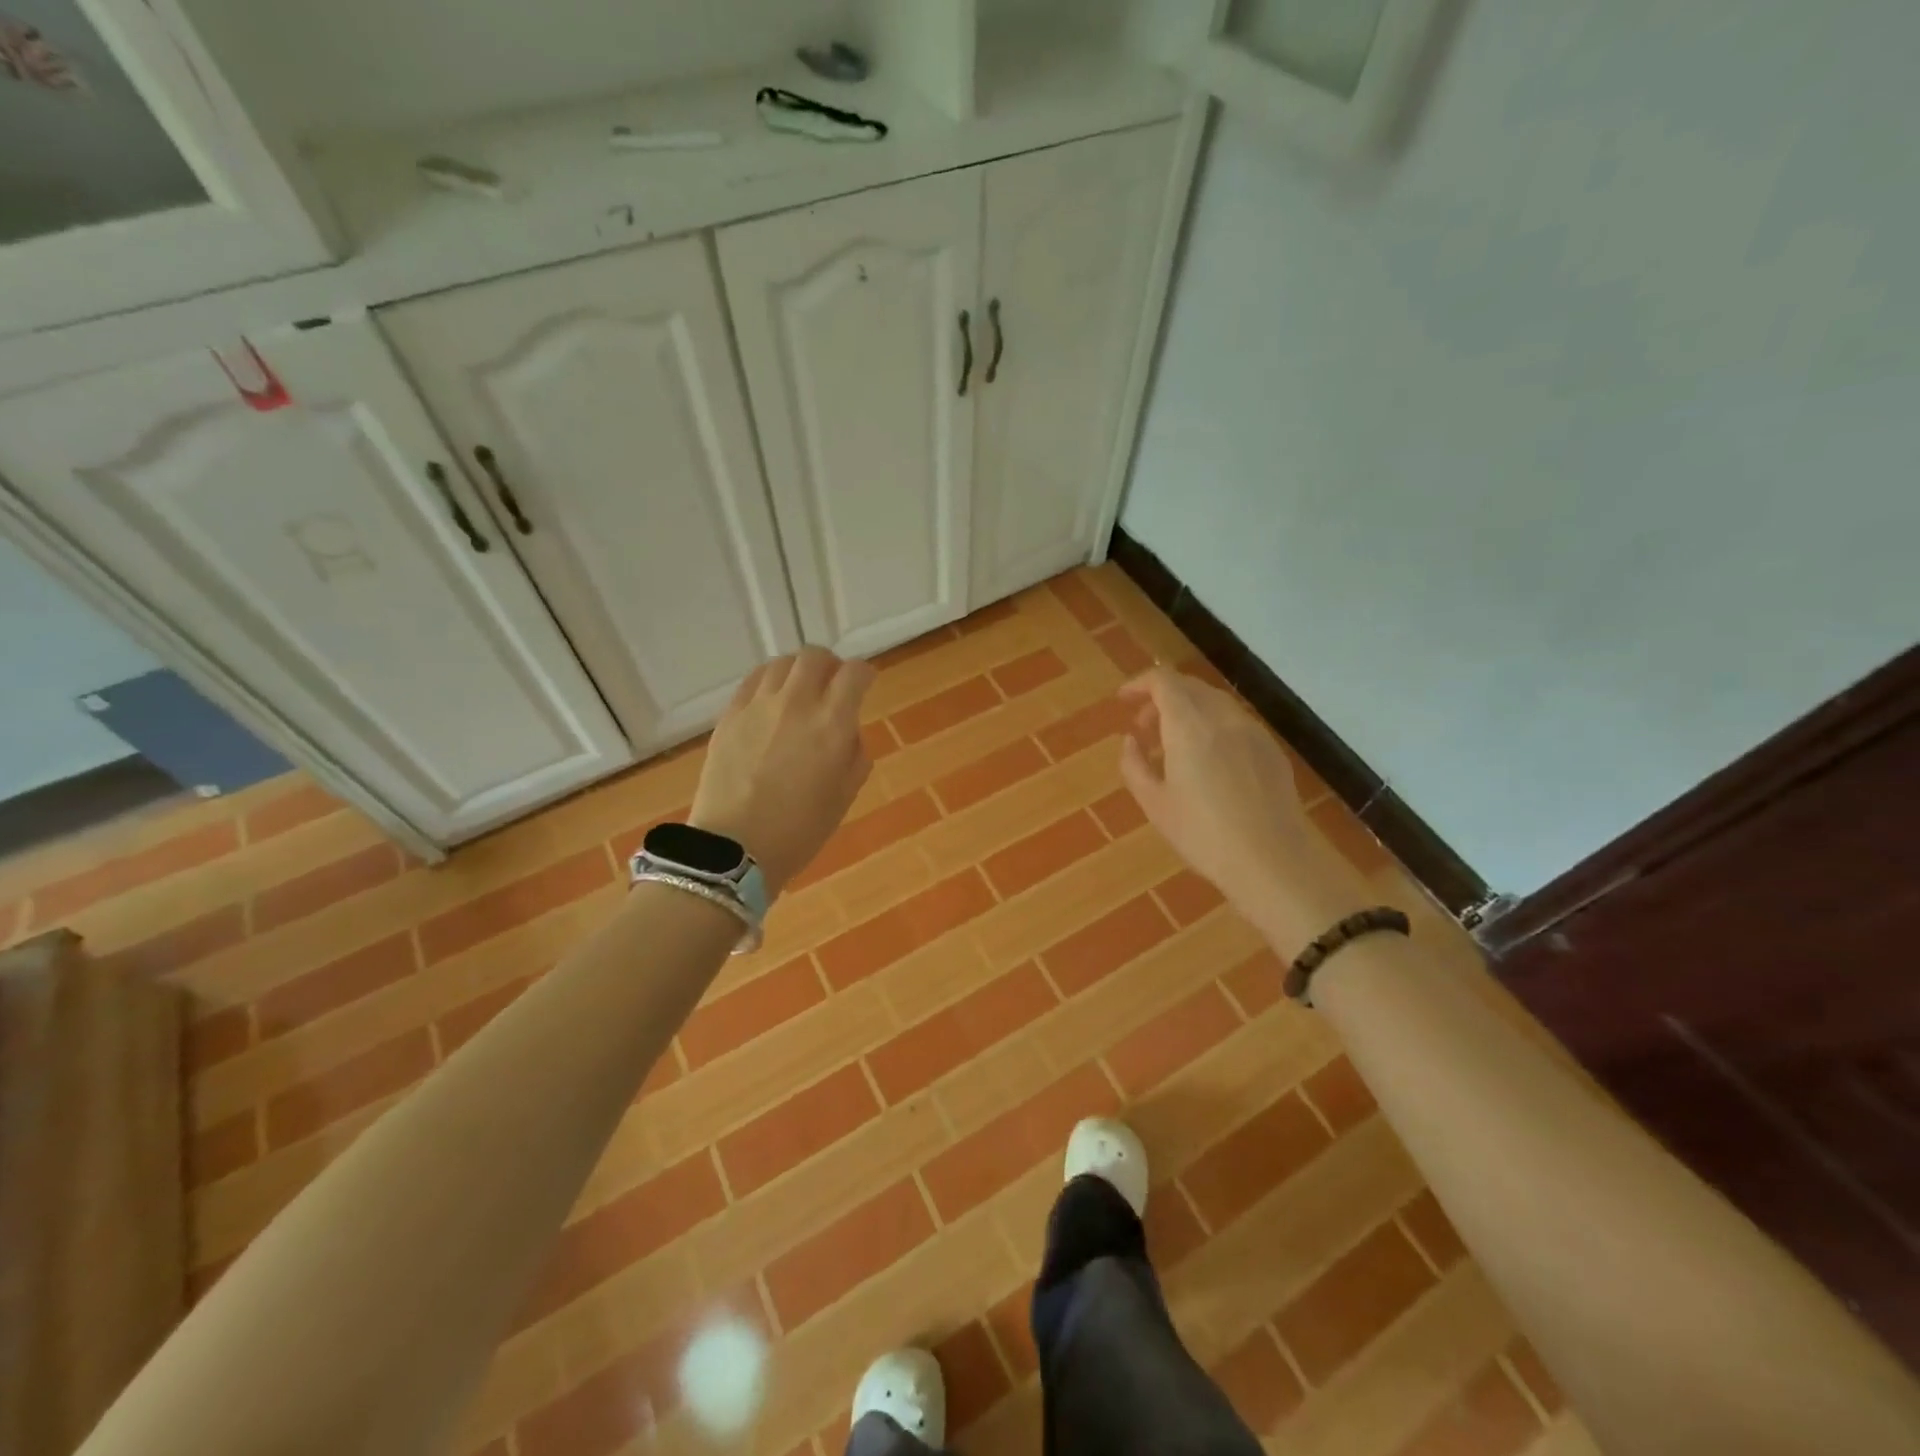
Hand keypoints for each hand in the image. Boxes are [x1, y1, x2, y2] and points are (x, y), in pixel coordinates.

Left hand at [690, 647, 876, 893]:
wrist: (736, 848)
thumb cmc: (800, 830)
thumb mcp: (845, 795)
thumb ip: (855, 753)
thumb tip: (847, 731)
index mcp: (832, 724)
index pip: (854, 674)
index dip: (865, 674)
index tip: (866, 683)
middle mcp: (796, 703)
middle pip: (815, 656)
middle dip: (831, 665)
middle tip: (833, 683)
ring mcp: (758, 706)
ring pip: (782, 663)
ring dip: (798, 670)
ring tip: (800, 690)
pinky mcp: (730, 714)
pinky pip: (753, 680)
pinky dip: (770, 681)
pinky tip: (772, 699)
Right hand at [1118, 667, 1368, 956]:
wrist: (1273, 861)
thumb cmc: (1204, 835)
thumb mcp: (1154, 804)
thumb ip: (1134, 764)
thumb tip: (1131, 741)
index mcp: (1189, 725)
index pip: (1163, 681)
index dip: (1139, 684)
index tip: (1122, 701)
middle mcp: (1222, 717)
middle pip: (1189, 686)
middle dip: (1160, 699)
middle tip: (1143, 729)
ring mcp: (1252, 731)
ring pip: (1213, 702)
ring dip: (1187, 712)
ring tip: (1172, 748)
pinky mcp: (1271, 749)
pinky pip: (1234, 722)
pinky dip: (1211, 726)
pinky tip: (1207, 762)